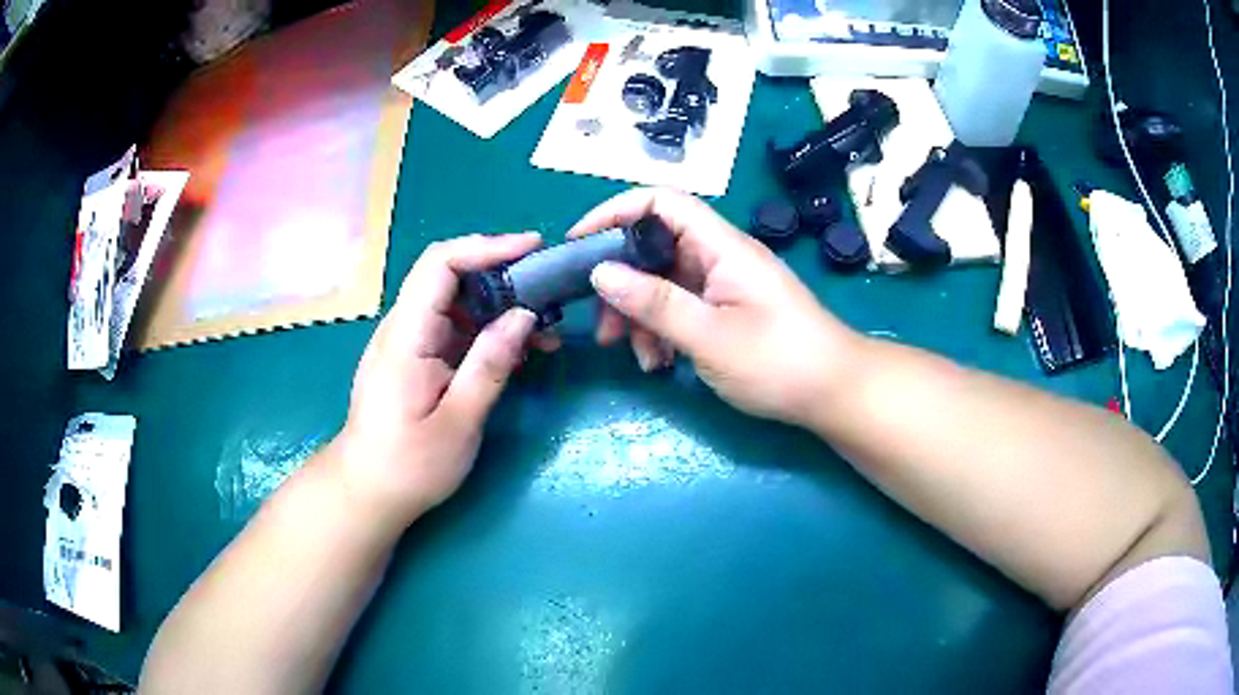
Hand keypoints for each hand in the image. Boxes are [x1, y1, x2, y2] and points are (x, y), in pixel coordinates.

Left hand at [332, 234, 542, 528]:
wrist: (367, 492)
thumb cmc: (409, 465)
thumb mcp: (458, 422)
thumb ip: (491, 365)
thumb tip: (525, 315)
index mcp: (406, 336)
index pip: (440, 263)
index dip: (487, 247)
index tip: (533, 248)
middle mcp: (403, 327)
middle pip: (450, 276)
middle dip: (503, 275)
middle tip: (549, 293)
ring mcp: (408, 342)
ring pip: (456, 302)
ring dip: (500, 306)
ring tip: (545, 331)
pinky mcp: (416, 358)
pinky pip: (454, 328)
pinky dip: (488, 331)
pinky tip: (518, 351)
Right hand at [570, 188, 860, 425]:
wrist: (834, 392)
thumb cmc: (779, 362)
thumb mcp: (711, 337)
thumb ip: (655, 303)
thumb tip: (601, 272)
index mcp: (721, 247)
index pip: (662, 203)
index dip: (616, 212)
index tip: (579, 243)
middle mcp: (720, 257)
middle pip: (655, 248)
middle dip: (622, 283)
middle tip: (602, 325)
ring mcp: (723, 285)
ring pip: (664, 284)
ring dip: (641, 316)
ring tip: (638, 357)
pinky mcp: (726, 311)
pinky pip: (681, 309)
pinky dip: (663, 332)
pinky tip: (661, 363)